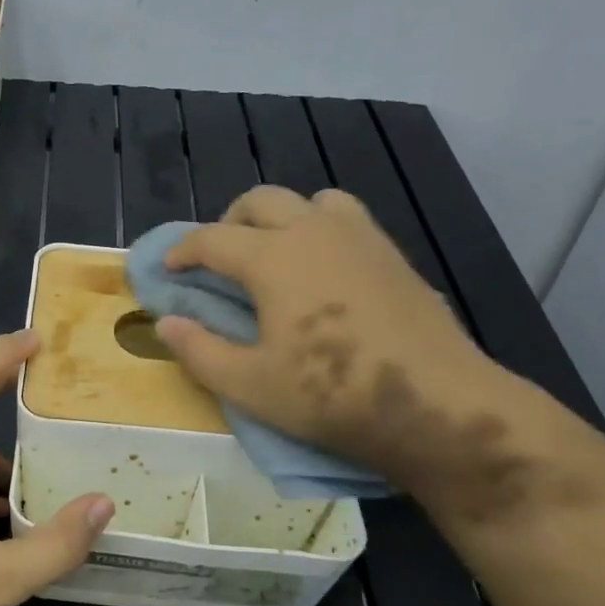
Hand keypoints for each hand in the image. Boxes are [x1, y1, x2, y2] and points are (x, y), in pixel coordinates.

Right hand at [156, 186, 511, 499]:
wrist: (439, 405)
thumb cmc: (332, 395)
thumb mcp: (249, 386)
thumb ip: (199, 351)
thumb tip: (165, 324)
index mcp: (272, 257)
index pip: (212, 238)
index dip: (183, 251)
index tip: (169, 269)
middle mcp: (313, 231)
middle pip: (260, 201)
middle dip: (228, 222)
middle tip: (217, 258)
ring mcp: (360, 238)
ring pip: (310, 200)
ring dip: (281, 217)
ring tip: (274, 254)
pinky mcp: (393, 255)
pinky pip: (347, 219)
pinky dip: (321, 229)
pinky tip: (323, 272)